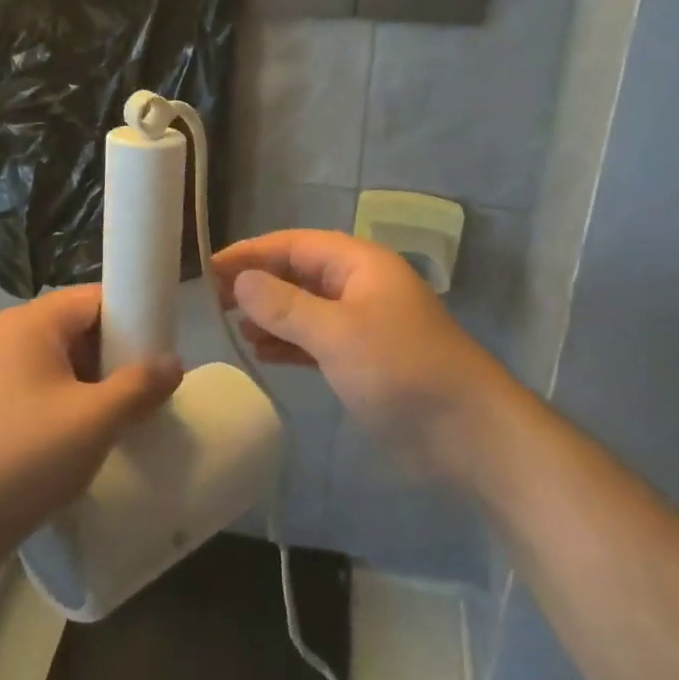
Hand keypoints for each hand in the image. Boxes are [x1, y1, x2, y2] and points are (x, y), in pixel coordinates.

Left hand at [0, 285, 182, 571]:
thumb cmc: (26, 459)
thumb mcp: (96, 421)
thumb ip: (141, 386)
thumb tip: (174, 361)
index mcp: (30, 322)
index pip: (94, 298)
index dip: (132, 318)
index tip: (159, 352)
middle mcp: (6, 334)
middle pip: (77, 326)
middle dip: (114, 355)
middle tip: (142, 392)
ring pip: (60, 358)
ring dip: (92, 382)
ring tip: (117, 418)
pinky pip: (39, 383)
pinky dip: (66, 399)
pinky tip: (80, 436)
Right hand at [214, 230, 507, 487]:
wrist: (470, 434)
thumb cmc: (402, 370)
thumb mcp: (337, 334)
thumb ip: (285, 306)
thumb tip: (240, 280)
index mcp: (358, 263)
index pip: (292, 245)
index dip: (250, 254)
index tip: (208, 269)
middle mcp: (359, 284)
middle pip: (297, 273)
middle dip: (258, 284)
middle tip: (212, 301)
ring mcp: (363, 323)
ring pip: (305, 308)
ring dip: (270, 315)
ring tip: (234, 328)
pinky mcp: (364, 359)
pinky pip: (316, 339)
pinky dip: (289, 343)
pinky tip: (263, 351)